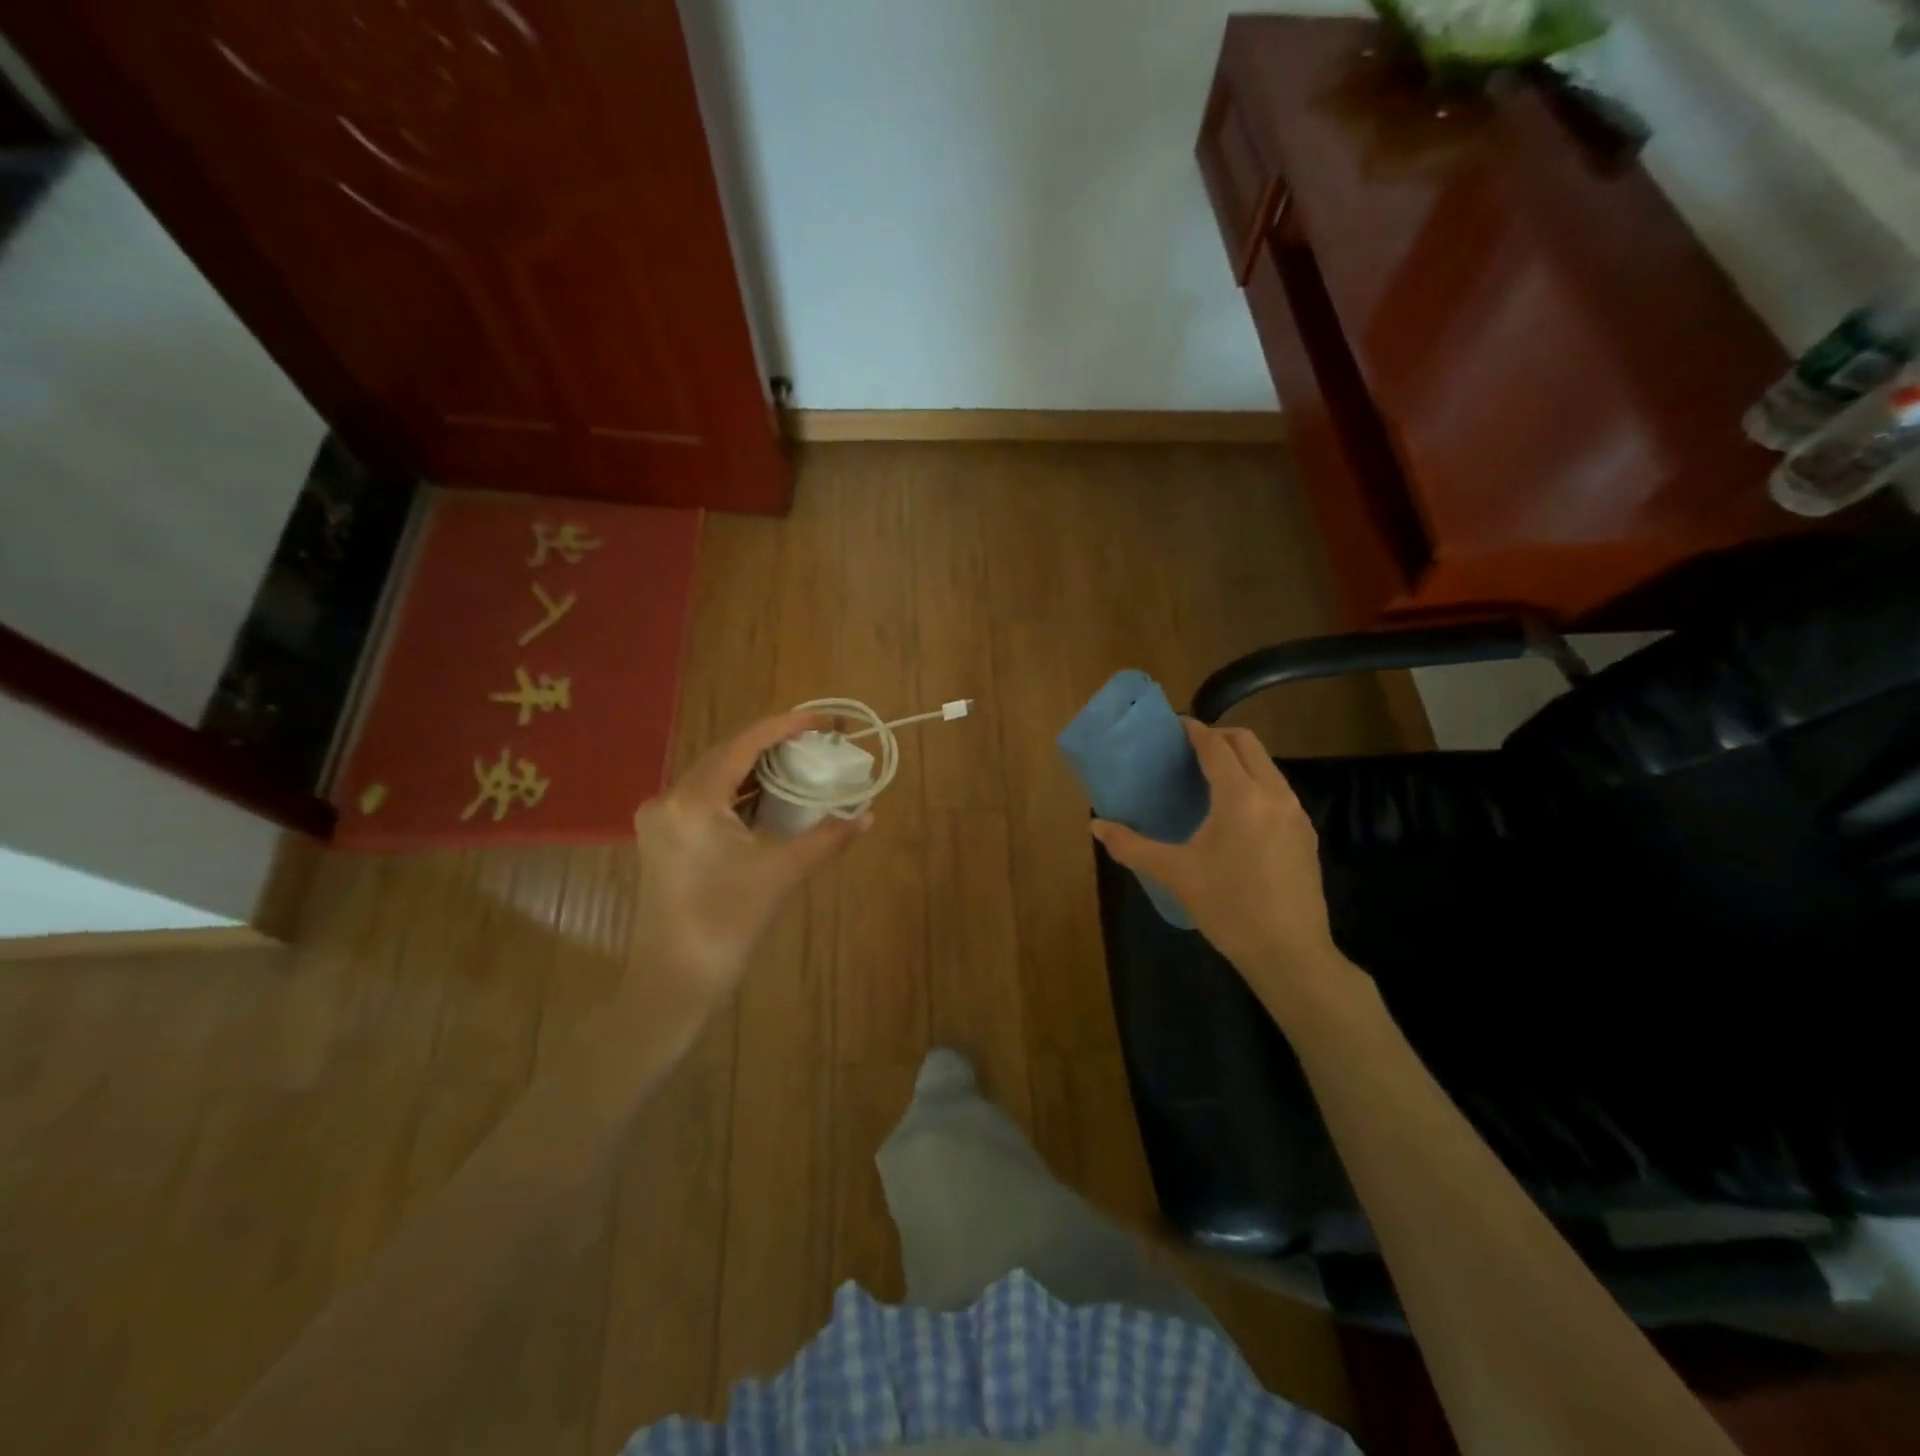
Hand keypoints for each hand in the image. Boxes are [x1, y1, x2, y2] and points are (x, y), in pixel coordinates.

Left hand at [629, 712, 868, 1008]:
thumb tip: (868, 816)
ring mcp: (662, 820)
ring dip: (757, 770)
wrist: (673, 983)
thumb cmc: (726, 924)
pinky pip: (708, 801)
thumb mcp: (781, 874)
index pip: (744, 745)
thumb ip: (826, 838)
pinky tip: (771, 797)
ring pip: (717, 778)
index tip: (824, 719)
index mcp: (693, 800)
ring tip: (802, 764)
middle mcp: (669, 799)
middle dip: (774, 746)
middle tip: (819, 742)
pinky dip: (741, 794)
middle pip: (728, 756)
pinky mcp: (664, 839)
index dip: (786, 726)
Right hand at [1092, 719, 1352, 1019]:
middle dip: (1219, 736)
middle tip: (1189, 749)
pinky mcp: (1306, 834)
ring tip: (1209, 778)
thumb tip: (1095, 826)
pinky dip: (1255, 783)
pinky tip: (1236, 813)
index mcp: (1240, 797)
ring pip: (1267, 766)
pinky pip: (1278, 790)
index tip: (1174, 726)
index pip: (1216, 745)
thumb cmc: (1228, 908)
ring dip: (1239, 760)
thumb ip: (1132, 846)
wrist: (1290, 953)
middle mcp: (1274, 794)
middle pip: (1248, 744)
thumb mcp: (1175, 874)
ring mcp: (1296, 813)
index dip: (1193, 730)